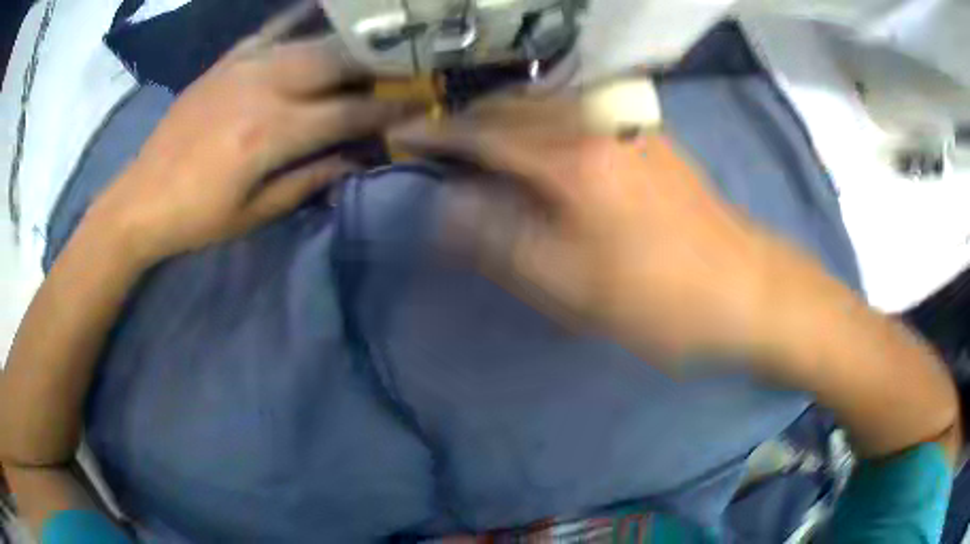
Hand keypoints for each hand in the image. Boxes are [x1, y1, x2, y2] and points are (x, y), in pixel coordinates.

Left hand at [90, 3, 419, 263]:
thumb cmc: (197, 217)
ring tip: (374, 44)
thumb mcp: (255, 213)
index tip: (418, 107)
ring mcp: (242, 67)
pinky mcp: (225, 62)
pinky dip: (299, 18)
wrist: (141, 198)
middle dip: (378, 64)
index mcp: (271, 134)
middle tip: (404, 68)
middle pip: (336, 62)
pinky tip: (320, 11)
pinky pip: (271, 29)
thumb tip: (356, 161)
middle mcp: (263, 87)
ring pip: (311, 40)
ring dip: (348, 42)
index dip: (388, 110)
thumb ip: (309, 180)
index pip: (348, 113)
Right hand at [390, 95, 780, 366]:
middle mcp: (596, 123)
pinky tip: (535, 144)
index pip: (483, 132)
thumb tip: (449, 207)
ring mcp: (626, 123)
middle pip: (512, 107)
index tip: (402, 135)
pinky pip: (575, 113)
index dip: (436, 134)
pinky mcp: (645, 133)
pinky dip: (540, 122)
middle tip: (437, 145)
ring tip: (478, 146)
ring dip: (503, 119)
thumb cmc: (660, 300)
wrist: (745, 288)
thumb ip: (502, 241)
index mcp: (573, 160)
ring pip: (544, 105)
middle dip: (467, 121)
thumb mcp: (571, 288)